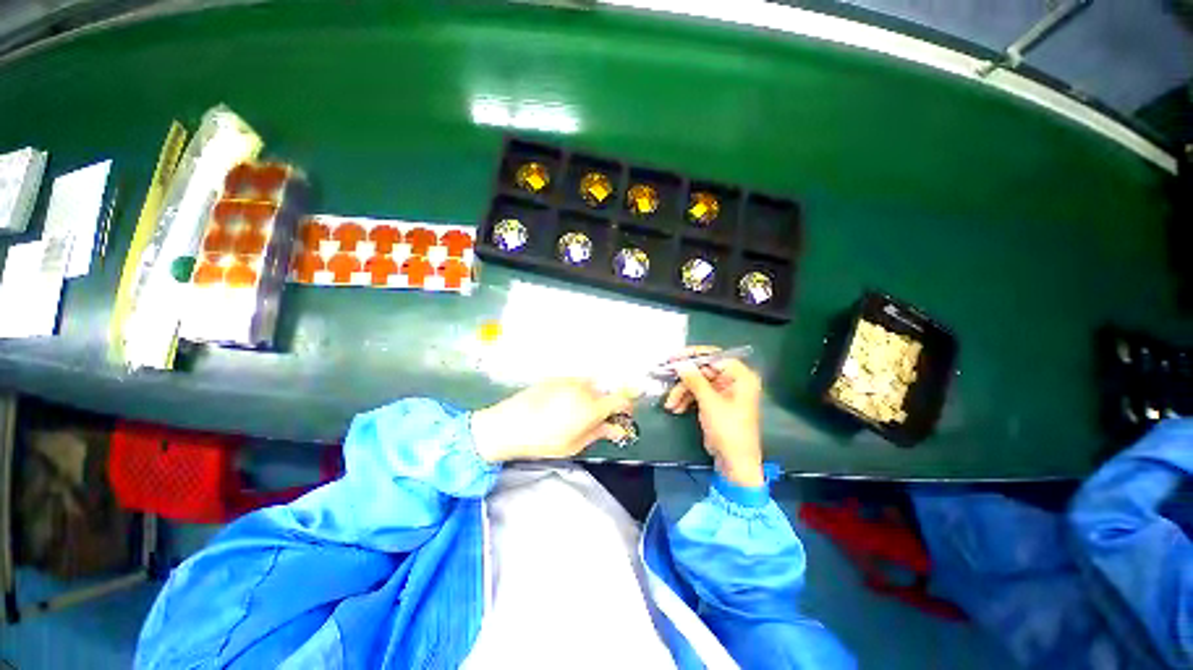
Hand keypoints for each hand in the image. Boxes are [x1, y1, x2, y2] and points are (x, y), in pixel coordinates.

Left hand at [471, 379, 636, 462]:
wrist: (508, 425)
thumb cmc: (543, 441)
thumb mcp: (574, 444)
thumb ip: (599, 433)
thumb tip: (617, 429)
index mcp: (592, 406)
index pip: (621, 400)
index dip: (627, 408)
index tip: (624, 417)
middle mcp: (584, 388)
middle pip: (606, 392)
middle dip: (606, 405)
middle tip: (596, 420)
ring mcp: (569, 379)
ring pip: (590, 385)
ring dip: (591, 397)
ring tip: (575, 413)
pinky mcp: (556, 377)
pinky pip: (575, 382)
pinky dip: (576, 391)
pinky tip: (561, 405)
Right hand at [663, 347, 764, 486]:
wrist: (735, 463)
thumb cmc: (729, 430)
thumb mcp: (709, 402)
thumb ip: (694, 380)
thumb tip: (680, 363)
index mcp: (741, 377)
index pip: (715, 356)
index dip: (693, 356)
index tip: (674, 358)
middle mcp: (733, 381)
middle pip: (704, 371)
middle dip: (684, 379)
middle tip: (666, 378)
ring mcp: (724, 393)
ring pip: (698, 383)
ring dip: (682, 392)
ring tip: (670, 405)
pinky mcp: (716, 404)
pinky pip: (698, 394)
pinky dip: (686, 400)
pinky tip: (676, 409)